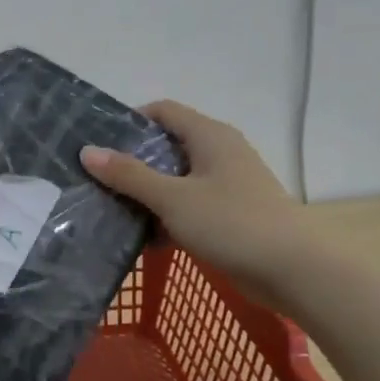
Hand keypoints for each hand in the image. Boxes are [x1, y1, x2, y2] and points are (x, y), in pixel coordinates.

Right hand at [80, 100, 309, 299]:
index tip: (98, 145)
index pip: (163, 112)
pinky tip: (145, 237)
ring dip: (148, 193)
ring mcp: (227, 184)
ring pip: (177, 179)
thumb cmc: (231, 223)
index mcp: (209, 136)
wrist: (291, 269)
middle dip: (133, 162)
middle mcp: (220, 152)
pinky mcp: (230, 214)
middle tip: (97, 180)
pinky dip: (167, 215)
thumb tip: (88, 151)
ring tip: (112, 209)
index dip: (130, 122)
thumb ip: (129, 175)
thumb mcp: (172, 198)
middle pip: (168, 146)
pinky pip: (189, 205)